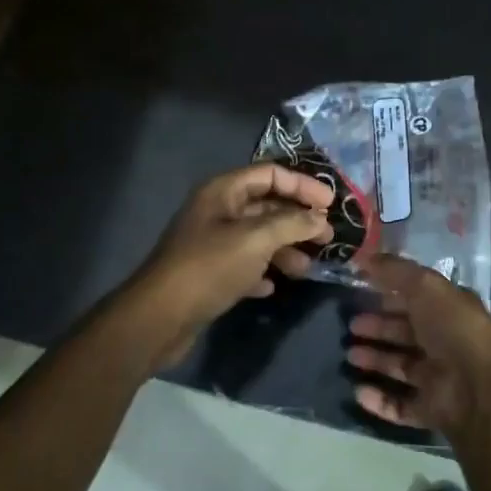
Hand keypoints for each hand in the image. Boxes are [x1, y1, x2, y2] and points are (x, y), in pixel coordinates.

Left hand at [126, 164, 333, 368]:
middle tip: (326, 238)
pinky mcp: (209, 273)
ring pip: (258, 237)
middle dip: (298, 220)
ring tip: (305, 269)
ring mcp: (211, 243)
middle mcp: (217, 211)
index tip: (331, 205)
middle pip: (266, 205)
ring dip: (284, 249)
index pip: (270, 174)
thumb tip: (320, 218)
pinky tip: (272, 286)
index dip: (302, 185)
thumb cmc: (209, 267)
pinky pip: (243, 264)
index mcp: (223, 191)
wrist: (159, 317)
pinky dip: (262, 271)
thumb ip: (292, 224)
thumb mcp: (256, 240)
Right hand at [343, 254, 490, 437]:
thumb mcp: (425, 286)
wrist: (478, 388)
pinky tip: (358, 391)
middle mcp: (447, 342)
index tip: (362, 290)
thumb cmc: (453, 329)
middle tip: (351, 325)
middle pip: (406, 333)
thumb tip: (364, 258)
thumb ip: (395, 271)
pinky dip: (379, 399)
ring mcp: (440, 378)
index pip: (417, 299)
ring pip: (401, 366)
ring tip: (350, 355)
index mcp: (451, 310)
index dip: (391, 294)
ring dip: (375, 360)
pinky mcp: (431, 409)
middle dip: (378, 327)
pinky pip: (400, 404)